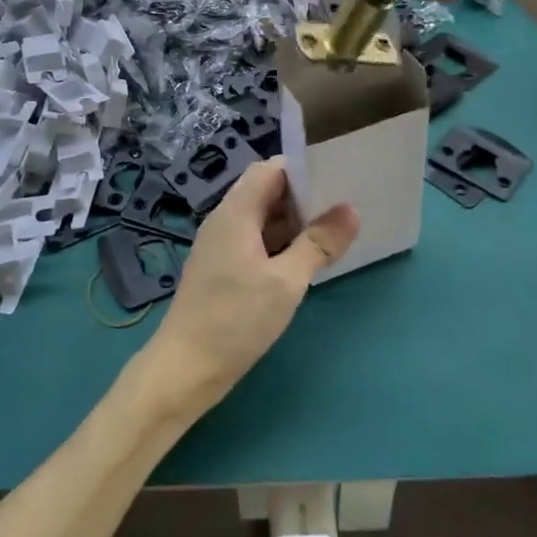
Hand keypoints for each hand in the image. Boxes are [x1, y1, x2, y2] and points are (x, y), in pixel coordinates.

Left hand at [138, 159, 357, 418]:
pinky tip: (304, 260)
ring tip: (333, 231)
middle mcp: (225, 220)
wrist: (186, 368)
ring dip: (293, 223)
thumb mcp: (287, 281)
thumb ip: (319, 243)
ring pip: (261, 219)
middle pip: (266, 192)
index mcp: (235, 212)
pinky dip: (280, 244)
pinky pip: (255, 242)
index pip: (270, 169)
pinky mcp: (222, 269)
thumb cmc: (236, 319)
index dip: (303, 169)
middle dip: (303, 197)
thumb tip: (351, 210)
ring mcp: (221, 245)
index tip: (338, 177)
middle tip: (344, 206)